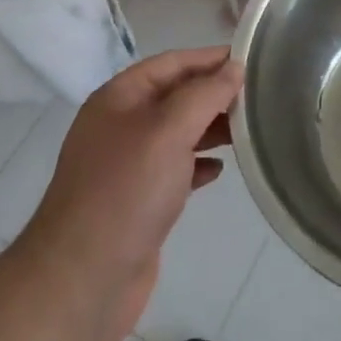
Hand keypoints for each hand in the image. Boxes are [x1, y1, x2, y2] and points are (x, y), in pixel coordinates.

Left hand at [26, 46, 242, 334]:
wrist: (83, 281)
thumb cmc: (126, 191)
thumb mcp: (169, 130)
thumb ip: (205, 93)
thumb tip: (234, 67)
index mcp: (119, 98)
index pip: (172, 63)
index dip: (209, 58)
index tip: (251, 59)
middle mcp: (120, 126)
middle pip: (175, 96)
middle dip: (213, 94)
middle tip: (257, 97)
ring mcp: (127, 166)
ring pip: (177, 133)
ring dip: (210, 129)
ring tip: (246, 131)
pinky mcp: (137, 202)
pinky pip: (174, 170)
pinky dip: (197, 165)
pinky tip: (219, 170)